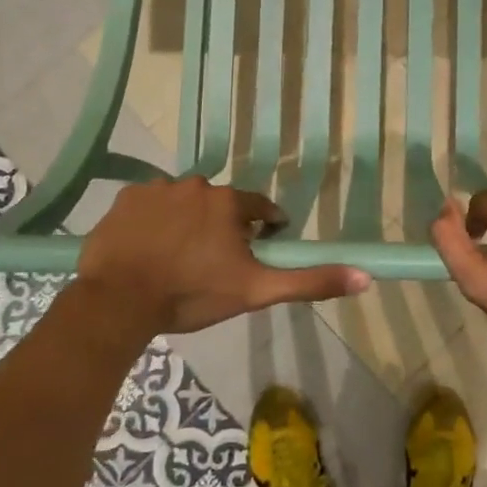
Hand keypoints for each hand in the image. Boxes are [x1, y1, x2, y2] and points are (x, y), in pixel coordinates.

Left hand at [76, 177, 370, 334]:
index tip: (255, 252)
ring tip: (177, 258)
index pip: (260, 208)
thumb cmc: (193, 294)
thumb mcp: (257, 291)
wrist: (120, 301)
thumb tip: (366, 276)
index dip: (263, 230)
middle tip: (212, 263)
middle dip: (222, 227)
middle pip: (221, 204)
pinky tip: (148, 249)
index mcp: (230, 202)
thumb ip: (309, 281)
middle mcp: (196, 184)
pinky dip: (153, 222)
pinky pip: (149, 205)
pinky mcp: (126, 198)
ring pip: (184, 203)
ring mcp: (157, 188)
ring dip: (187, 222)